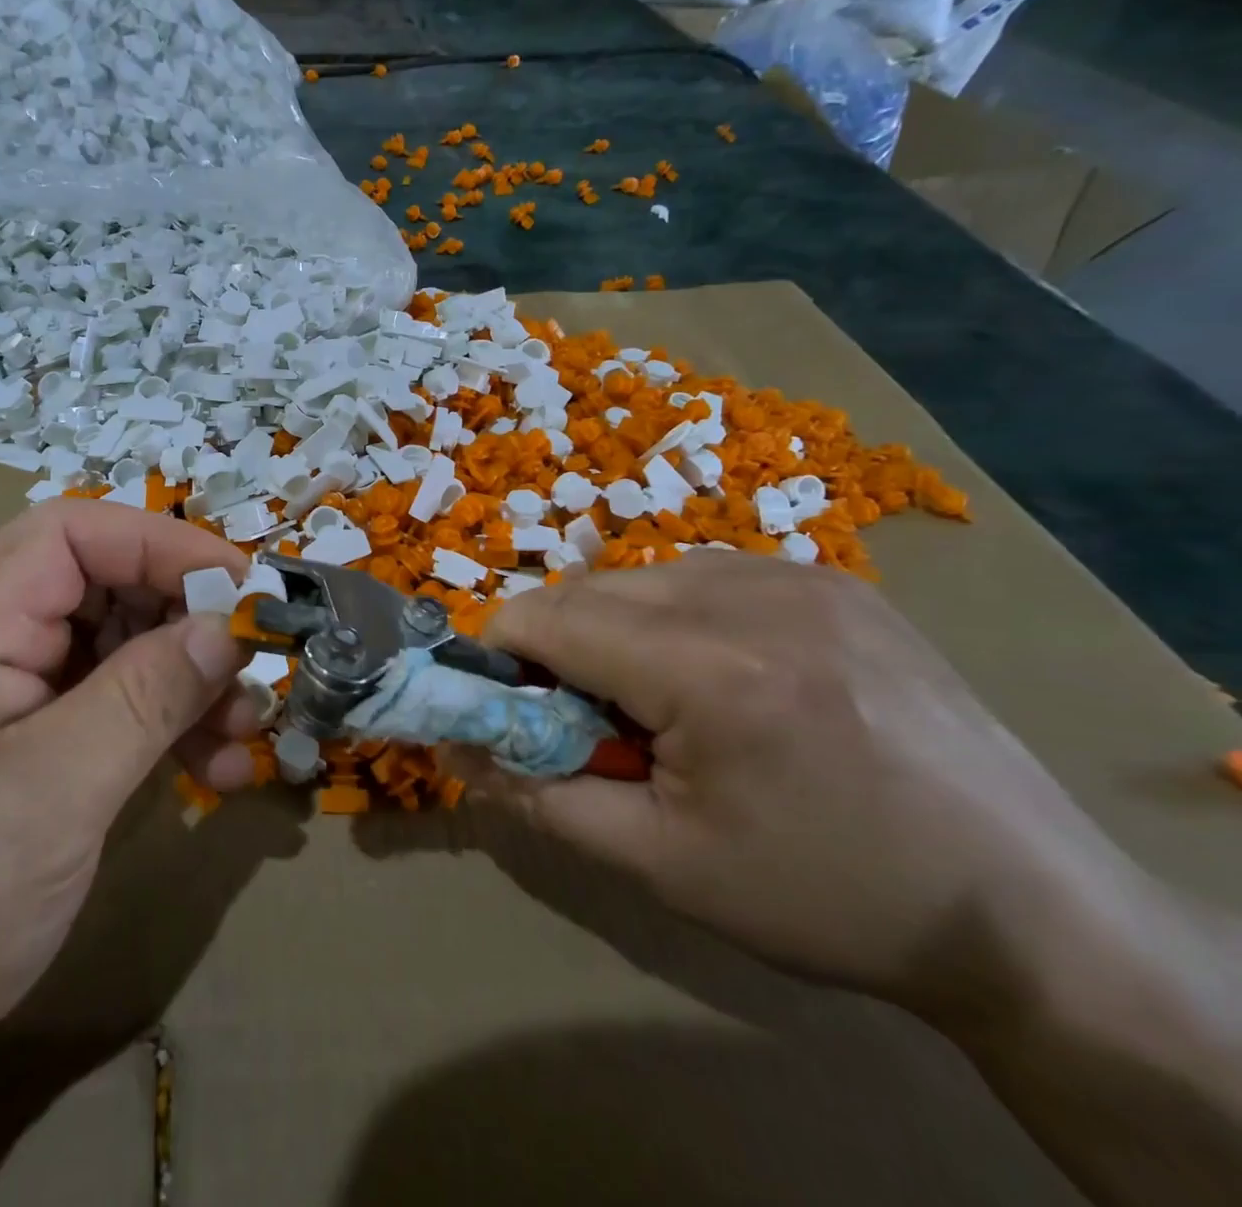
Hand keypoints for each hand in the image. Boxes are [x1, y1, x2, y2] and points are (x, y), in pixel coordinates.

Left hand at [0, 500, 260, 1087]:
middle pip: (99, 588)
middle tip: (250, 665)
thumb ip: (147, 696)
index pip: (67, 536)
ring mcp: (2, 696)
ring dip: (185, 680)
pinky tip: (214, 768)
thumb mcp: (59, 792)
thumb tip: (227, 628)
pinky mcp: (23, 742)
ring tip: (245, 731)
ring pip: (113, 648)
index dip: (159, 542)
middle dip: (183, 621)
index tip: (238, 584)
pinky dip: (162, 725)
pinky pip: (106, 705)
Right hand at [458, 553, 1128, 1015]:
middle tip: (591, 722)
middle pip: (589, 589)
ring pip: (643, 576)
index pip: (547, 618)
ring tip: (663, 703)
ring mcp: (802, 576)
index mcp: (710, 669)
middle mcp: (751, 594)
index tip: (510, 705)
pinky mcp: (836, 580)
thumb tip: (457, 749)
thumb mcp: (661, 864)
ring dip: (618, 628)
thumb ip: (539, 796)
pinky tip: (722, 676)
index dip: (503, 654)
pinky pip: (707, 574)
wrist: (1029, 912)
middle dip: (560, 647)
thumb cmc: (828, 895)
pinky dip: (678, 616)